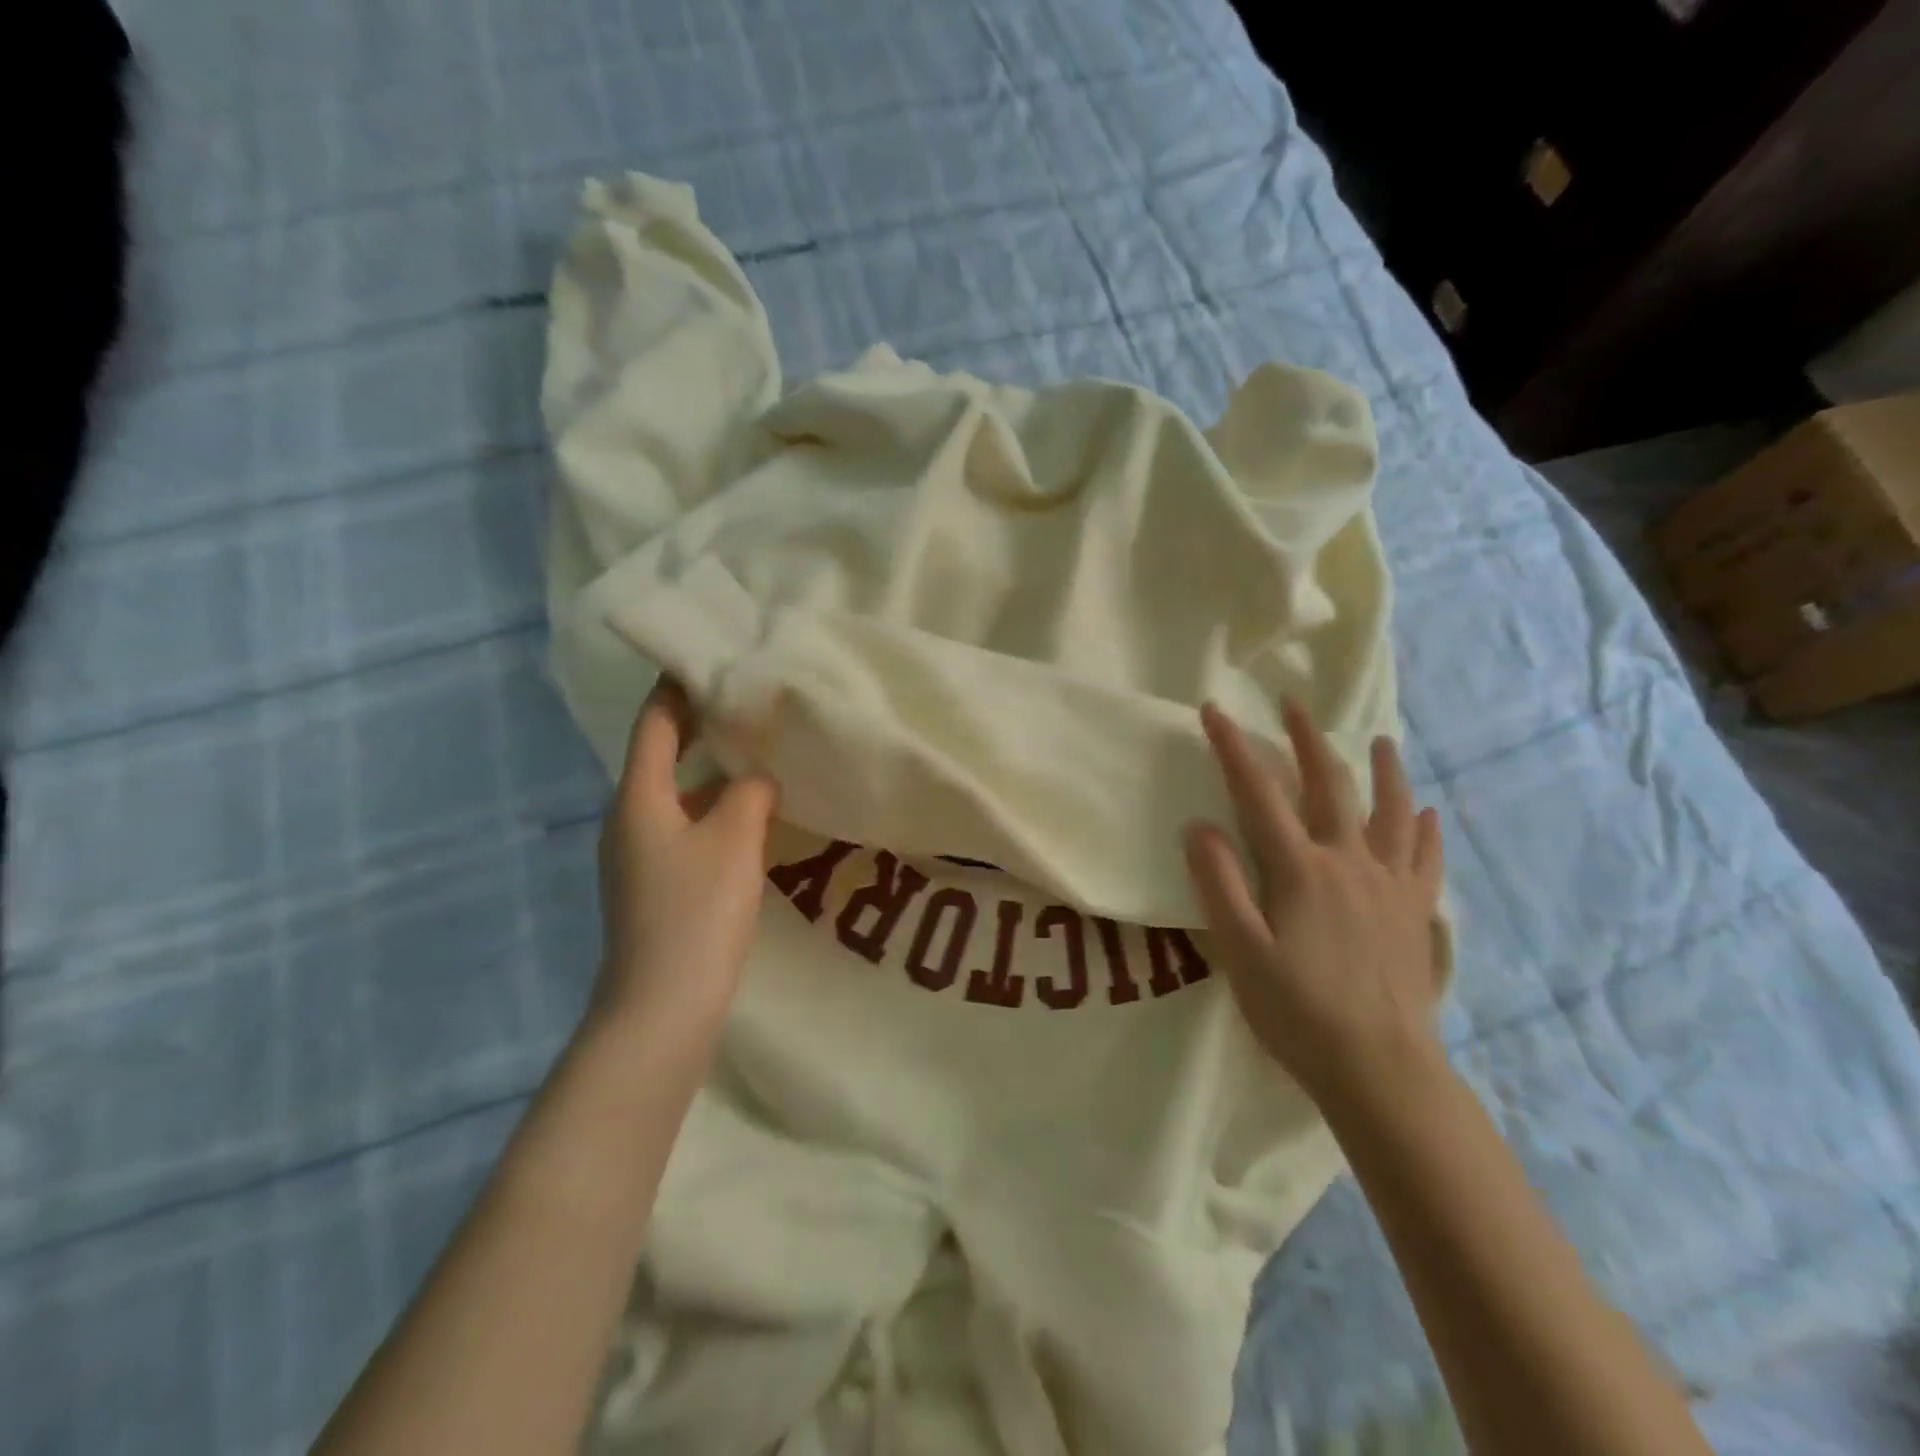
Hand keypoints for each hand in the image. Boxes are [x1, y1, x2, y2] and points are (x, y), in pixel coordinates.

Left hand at [594, 679, 778, 1040]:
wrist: (661, 1008)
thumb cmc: (695, 913)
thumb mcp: (734, 840)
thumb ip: (750, 793)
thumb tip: (757, 778)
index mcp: (638, 798)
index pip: (654, 724)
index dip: (677, 687)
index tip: (707, 658)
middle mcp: (629, 819)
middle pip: (662, 756)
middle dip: (700, 727)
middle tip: (746, 703)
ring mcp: (639, 856)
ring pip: (678, 796)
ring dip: (713, 772)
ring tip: (759, 753)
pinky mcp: (656, 886)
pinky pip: (687, 828)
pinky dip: (715, 810)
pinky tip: (752, 817)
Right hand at [1185, 699, 1445, 1103]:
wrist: (1381, 1069)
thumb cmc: (1298, 1012)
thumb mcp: (1239, 951)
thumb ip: (1217, 884)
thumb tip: (1198, 826)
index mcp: (1300, 869)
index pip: (1258, 793)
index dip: (1233, 748)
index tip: (1214, 711)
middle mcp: (1348, 861)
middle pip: (1329, 785)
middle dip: (1307, 739)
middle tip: (1295, 704)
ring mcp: (1390, 885)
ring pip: (1391, 812)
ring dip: (1383, 771)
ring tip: (1381, 741)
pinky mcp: (1416, 913)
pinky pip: (1426, 859)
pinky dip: (1425, 829)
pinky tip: (1429, 813)